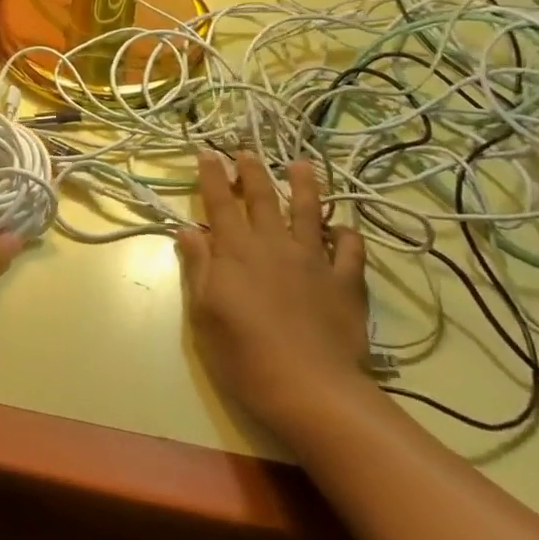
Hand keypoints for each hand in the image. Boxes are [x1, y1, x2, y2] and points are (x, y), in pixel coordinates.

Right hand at [177, 154, 372, 439]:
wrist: (309, 389)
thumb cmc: (243, 354)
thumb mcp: (204, 312)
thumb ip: (198, 267)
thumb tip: (188, 230)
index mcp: (235, 251)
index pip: (219, 203)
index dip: (212, 175)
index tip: (208, 152)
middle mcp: (273, 245)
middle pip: (261, 199)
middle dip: (251, 171)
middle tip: (246, 150)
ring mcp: (313, 261)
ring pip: (308, 212)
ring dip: (303, 186)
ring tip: (301, 165)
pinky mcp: (345, 283)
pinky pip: (350, 250)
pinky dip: (347, 235)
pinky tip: (345, 228)